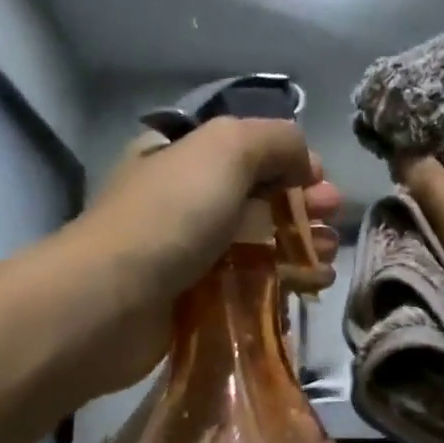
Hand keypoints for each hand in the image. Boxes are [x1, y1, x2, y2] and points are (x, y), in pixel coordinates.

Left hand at [70, 118, 342, 392]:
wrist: (111, 302)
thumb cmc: (170, 215)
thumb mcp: (226, 148)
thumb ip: (275, 140)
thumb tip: (304, 163)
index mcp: (180, 153)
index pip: (245, 148)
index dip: (289, 159)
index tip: (320, 180)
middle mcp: (182, 198)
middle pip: (256, 195)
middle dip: (301, 203)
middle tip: (332, 217)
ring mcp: (186, 250)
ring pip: (257, 241)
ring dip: (299, 244)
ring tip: (326, 256)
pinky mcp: (194, 298)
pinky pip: (248, 283)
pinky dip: (283, 280)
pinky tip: (312, 284)